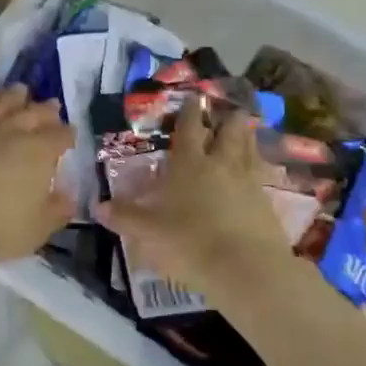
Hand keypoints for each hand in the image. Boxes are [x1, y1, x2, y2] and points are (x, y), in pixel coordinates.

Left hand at [0, 86, 74, 267]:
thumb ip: (57, 210)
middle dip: (46, 110)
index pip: (61, 135)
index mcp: (39, 150)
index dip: (68, 135)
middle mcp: (12, 129)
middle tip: (51, 107)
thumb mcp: (37, 229)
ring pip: (1, 101)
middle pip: (34, 111)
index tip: (69, 137)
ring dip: (14, 96)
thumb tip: (69, 197)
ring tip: (20, 92)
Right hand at [96, 103, 294, 301]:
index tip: (194, 97)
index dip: (190, 111)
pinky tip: (256, 172)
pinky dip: (258, 166)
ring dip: (246, 137)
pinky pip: (262, 174)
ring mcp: (248, 181)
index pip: (189, 128)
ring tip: (244, 131)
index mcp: (190, 164)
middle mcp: (221, 164)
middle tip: (227, 112)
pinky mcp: (267, 202)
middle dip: (227, 119)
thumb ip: (125, 217)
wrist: (245, 268)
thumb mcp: (149, 233)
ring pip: (249, 148)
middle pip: (229, 131)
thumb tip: (98, 206)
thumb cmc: (190, 243)